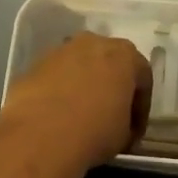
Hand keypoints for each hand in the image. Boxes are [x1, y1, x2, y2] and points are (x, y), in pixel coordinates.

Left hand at [0, 34, 152, 172]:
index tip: (134, 131)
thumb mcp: (124, 135)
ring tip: (81, 116)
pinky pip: (57, 76)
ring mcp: (61, 50)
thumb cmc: (94, 131)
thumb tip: (120, 127)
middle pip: (110, 63)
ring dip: (84, 86)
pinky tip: (57, 116)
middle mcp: (93, 43)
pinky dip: (60, 91)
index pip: (142, 78)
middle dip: (112, 87)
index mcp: (125, 55)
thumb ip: (127, 123)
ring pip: (80, 66)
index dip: (141, 108)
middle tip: (110, 117)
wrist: (39, 134)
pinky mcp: (35, 64)